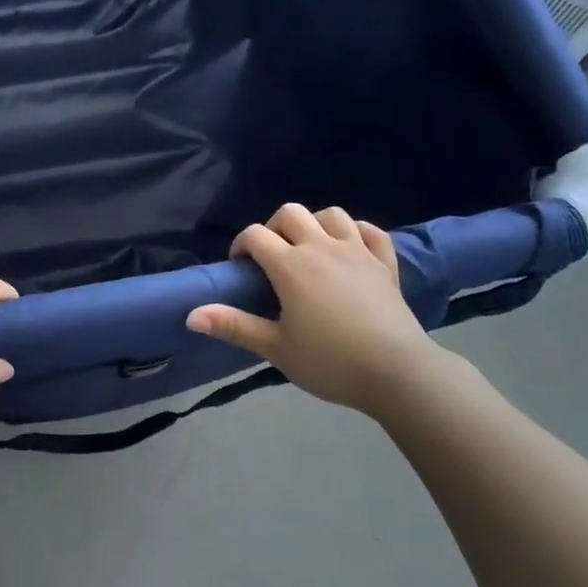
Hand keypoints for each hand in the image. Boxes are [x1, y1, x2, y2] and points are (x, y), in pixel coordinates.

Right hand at [186, 204, 443, 417]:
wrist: (397, 373)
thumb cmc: (330, 361)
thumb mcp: (275, 348)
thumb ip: (233, 326)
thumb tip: (190, 315)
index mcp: (290, 265)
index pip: (255, 235)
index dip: (241, 245)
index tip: (240, 269)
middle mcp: (321, 246)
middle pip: (290, 212)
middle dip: (274, 227)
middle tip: (272, 258)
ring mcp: (357, 251)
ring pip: (331, 214)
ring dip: (315, 224)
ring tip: (310, 249)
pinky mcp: (385, 263)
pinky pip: (371, 231)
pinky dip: (357, 232)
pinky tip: (350, 248)